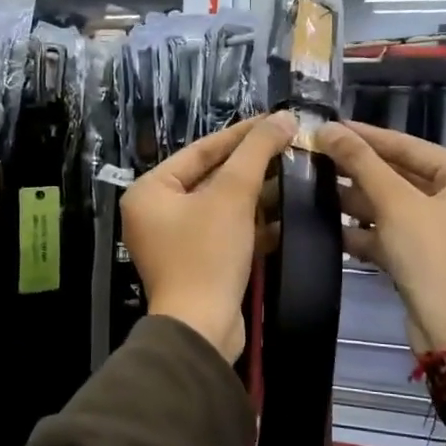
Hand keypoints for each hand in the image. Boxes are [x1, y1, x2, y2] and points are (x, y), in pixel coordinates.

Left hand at [122, 112, 296, 361]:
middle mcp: (155, 214)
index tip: (275, 121)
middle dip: (251, 167)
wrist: (202, 328)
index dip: (241, 134)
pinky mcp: (196, 265)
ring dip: (256, 196)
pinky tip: (285, 216)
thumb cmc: (208, 253)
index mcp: (150, 191)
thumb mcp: (233, 195)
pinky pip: (224, 234)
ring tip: (295, 177)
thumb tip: (284, 116)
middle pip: (210, 178)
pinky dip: (251, 225)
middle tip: (289, 148)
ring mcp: (174, 242)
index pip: (200, 151)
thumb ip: (257, 152)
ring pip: (221, 207)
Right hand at [313, 121, 445, 355]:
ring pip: (392, 206)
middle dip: (358, 171)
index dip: (366, 136)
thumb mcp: (396, 204)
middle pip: (400, 175)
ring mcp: (443, 230)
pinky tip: (329, 228)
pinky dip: (365, 232)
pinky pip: (391, 233)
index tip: (327, 126)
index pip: (409, 146)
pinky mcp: (425, 257)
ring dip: (356, 201)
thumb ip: (361, 163)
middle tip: (314, 156)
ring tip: (312, 188)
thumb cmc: (435, 257)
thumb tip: (327, 128)